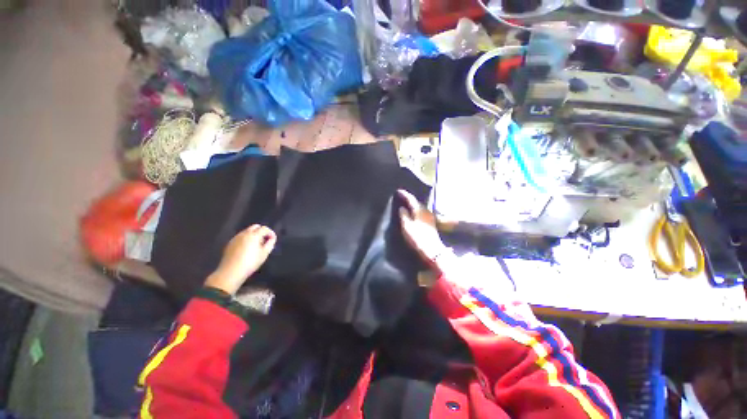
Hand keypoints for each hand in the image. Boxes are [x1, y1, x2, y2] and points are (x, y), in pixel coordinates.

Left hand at [205, 225, 276, 294]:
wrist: (231, 272)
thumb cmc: (250, 262)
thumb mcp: (264, 254)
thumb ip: (270, 244)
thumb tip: (271, 238)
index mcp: (254, 235)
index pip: (265, 228)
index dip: (271, 233)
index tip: (273, 239)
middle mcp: (244, 234)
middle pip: (255, 227)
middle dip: (262, 231)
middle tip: (265, 240)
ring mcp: (236, 238)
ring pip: (247, 231)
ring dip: (253, 234)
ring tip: (256, 245)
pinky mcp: (230, 243)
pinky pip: (241, 237)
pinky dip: (246, 239)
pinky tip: (247, 248)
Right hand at [398, 189, 446, 267]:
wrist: (432, 251)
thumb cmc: (417, 239)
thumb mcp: (407, 227)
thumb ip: (404, 216)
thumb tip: (402, 208)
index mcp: (419, 211)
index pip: (411, 200)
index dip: (405, 195)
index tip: (398, 191)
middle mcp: (425, 212)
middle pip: (416, 202)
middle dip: (409, 199)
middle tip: (402, 196)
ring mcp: (429, 218)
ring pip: (420, 207)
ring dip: (413, 204)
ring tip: (406, 204)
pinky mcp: (431, 224)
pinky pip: (422, 212)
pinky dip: (417, 210)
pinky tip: (414, 213)